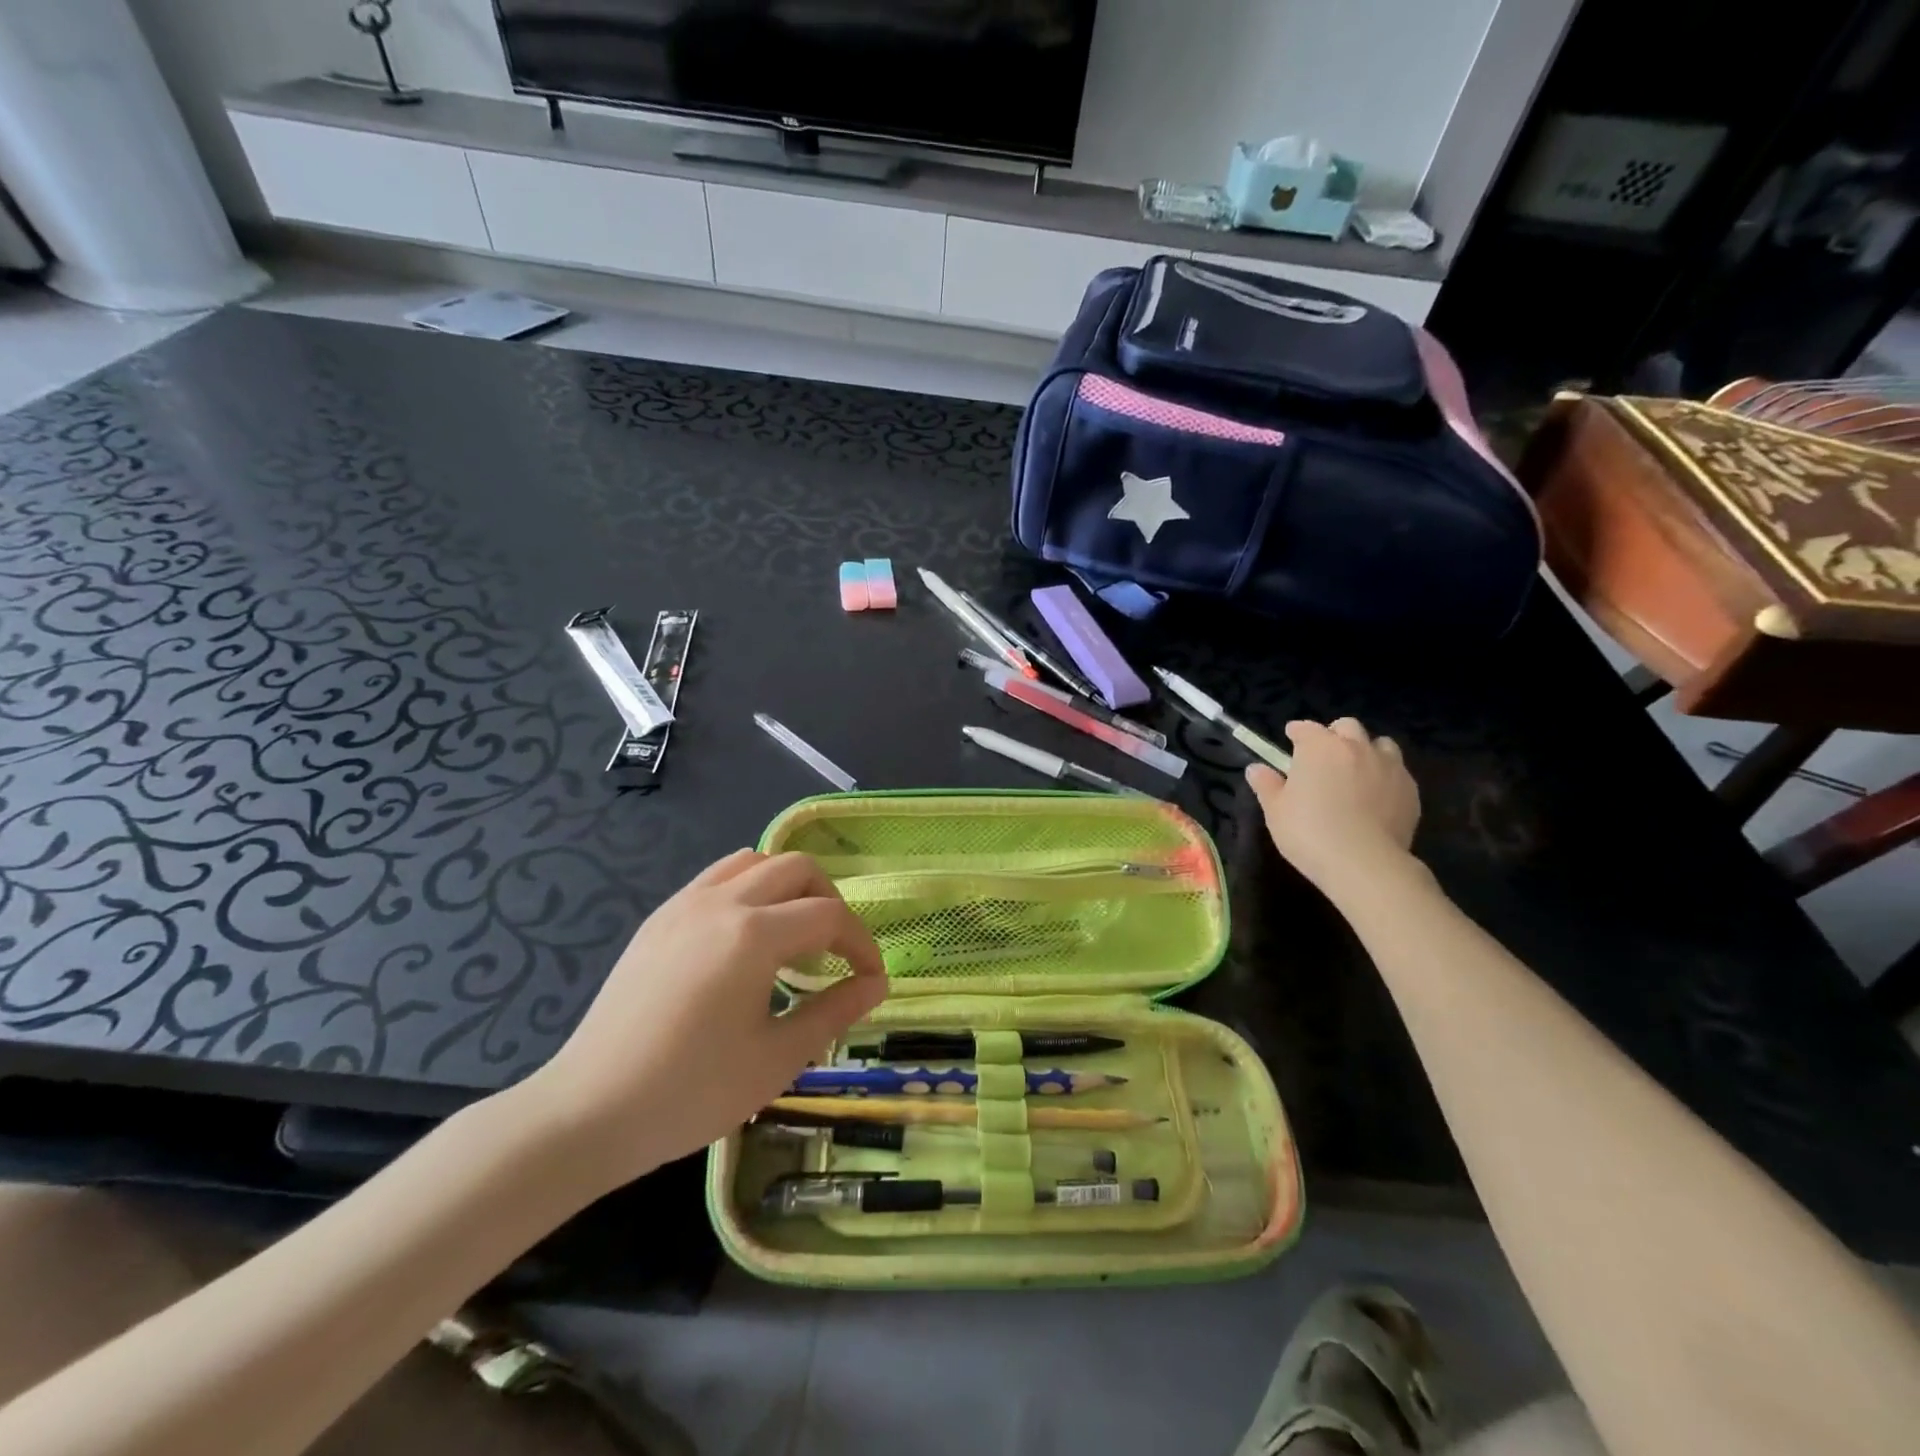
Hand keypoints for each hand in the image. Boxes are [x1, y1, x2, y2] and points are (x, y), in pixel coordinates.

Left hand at [517, 850, 887, 1192]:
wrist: (588, 1112)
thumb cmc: (691, 1092)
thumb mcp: (777, 1059)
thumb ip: (834, 1012)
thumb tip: (876, 985)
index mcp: (754, 934)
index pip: (828, 916)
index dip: (861, 944)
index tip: (872, 978)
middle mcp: (721, 902)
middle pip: (795, 868)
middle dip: (829, 901)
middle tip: (835, 951)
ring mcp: (683, 905)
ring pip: (753, 861)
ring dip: (786, 886)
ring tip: (792, 936)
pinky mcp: (658, 919)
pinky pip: (716, 878)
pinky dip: (748, 890)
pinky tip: (745, 940)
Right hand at [1246, 717, 1420, 897]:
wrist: (1364, 863)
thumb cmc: (1309, 832)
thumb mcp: (1276, 810)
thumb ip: (1266, 785)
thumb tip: (1256, 769)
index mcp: (1320, 747)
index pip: (1306, 728)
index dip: (1297, 732)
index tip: (1291, 739)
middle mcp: (1356, 748)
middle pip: (1347, 727)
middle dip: (1335, 735)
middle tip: (1324, 756)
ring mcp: (1388, 767)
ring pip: (1380, 744)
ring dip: (1367, 751)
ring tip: (1357, 772)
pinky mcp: (1410, 790)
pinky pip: (1398, 772)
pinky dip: (1386, 777)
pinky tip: (1377, 797)